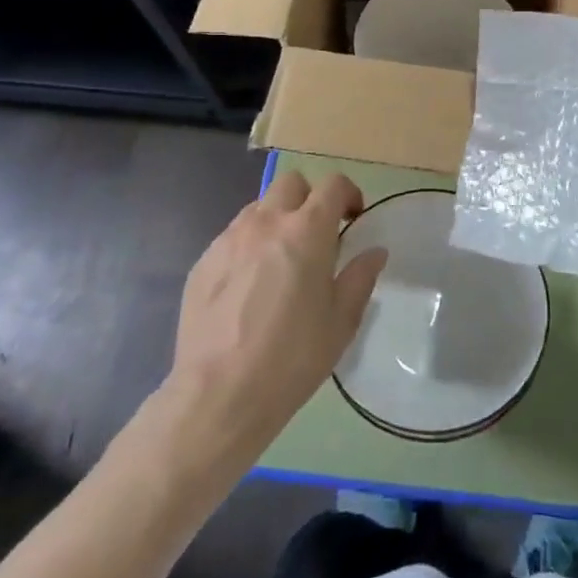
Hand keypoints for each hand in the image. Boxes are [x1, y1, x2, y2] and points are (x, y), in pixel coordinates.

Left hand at [165, 170, 387, 454]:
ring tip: (281, 261)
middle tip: (317, 235)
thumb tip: (374, 251)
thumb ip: (360, 277)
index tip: (353, 219)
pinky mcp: (203, 261)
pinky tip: (249, 288)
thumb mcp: (341, 322)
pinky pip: (232, 237)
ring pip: (259, 207)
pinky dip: (248, 246)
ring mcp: (229, 239)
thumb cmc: (292, 357)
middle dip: (309, 198)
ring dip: (277, 220)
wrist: (218, 395)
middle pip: (291, 183)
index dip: (348, 194)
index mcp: (307, 231)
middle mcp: (266, 222)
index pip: (333, 184)